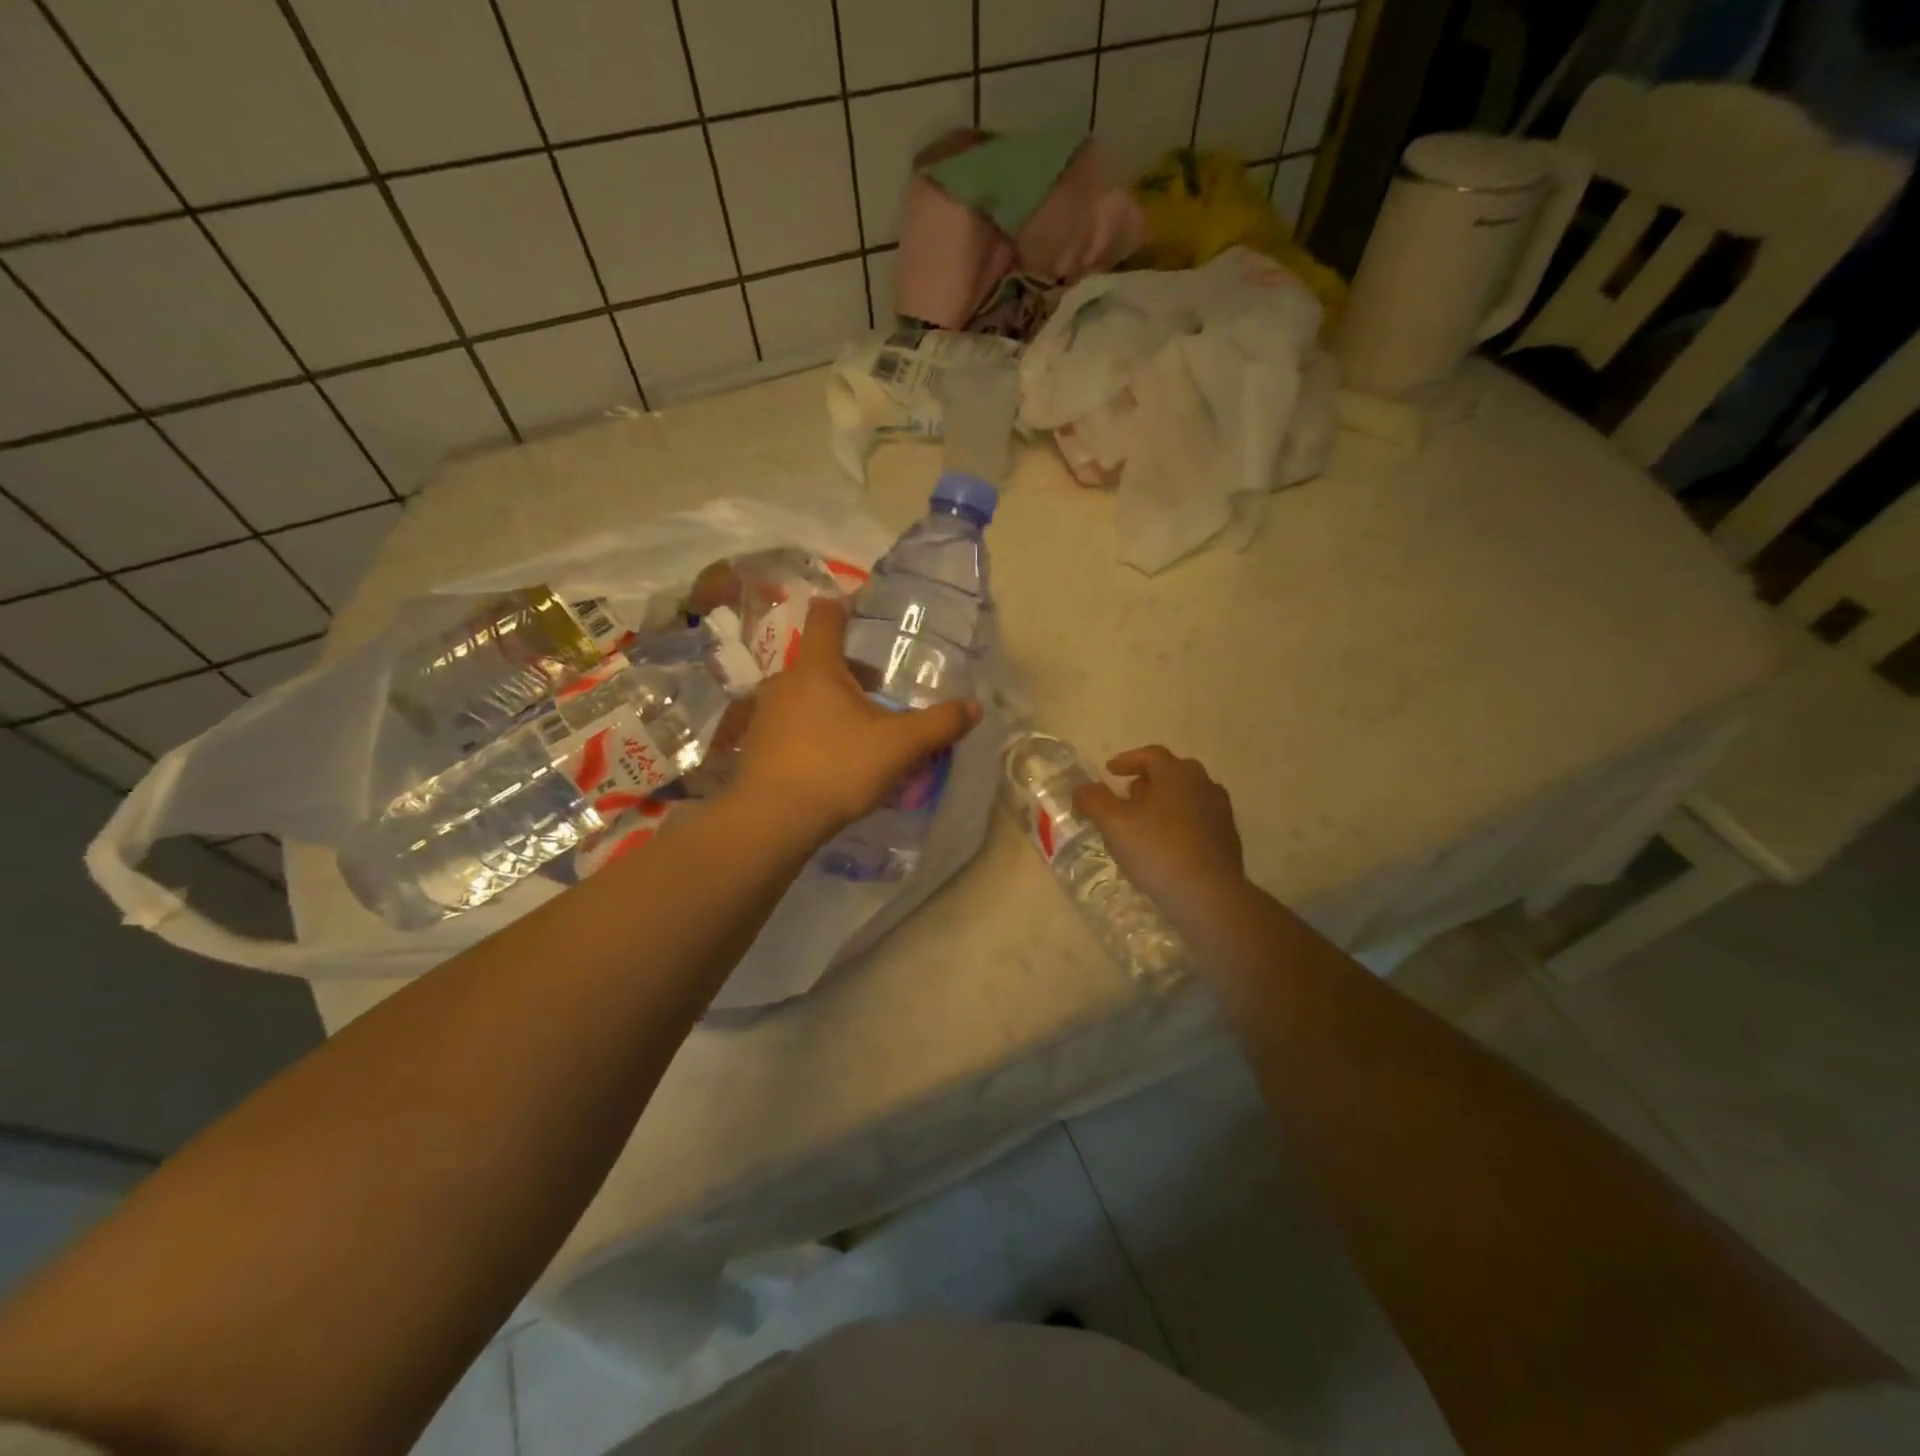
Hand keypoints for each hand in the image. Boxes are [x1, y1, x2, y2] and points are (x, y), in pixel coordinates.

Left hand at [733, 597, 979, 842]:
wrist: (774, 820)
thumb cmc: (838, 768)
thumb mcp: (899, 746)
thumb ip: (939, 724)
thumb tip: (975, 707)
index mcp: (817, 668)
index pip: (825, 616)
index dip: (845, 606)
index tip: (865, 613)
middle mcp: (784, 681)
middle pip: (820, 660)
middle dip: (850, 671)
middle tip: (880, 692)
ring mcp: (765, 713)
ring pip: (804, 695)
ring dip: (830, 704)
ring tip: (858, 731)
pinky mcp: (756, 744)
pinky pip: (790, 724)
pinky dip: (811, 731)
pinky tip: (831, 759)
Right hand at [1073, 746, 1247, 928]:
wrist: (1208, 894)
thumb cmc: (1157, 849)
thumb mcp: (1113, 823)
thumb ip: (1093, 800)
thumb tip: (1081, 788)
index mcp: (1176, 773)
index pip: (1150, 755)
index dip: (1127, 760)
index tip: (1110, 771)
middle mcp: (1203, 784)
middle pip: (1171, 773)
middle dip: (1147, 780)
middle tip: (1128, 795)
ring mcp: (1220, 811)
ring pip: (1187, 797)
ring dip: (1165, 802)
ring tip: (1145, 821)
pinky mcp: (1227, 838)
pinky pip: (1198, 820)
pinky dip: (1180, 823)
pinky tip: (1167, 844)